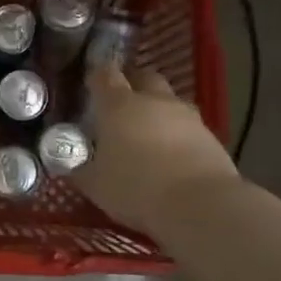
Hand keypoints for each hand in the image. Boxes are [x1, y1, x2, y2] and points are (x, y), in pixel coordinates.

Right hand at [72, 63, 238, 236]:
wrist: (200, 206)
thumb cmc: (136, 188)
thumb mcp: (95, 185)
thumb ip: (80, 169)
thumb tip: (69, 165)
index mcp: (118, 105)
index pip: (104, 75)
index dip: (96, 76)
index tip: (90, 84)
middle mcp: (154, 101)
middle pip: (143, 77)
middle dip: (132, 85)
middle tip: (120, 104)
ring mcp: (186, 116)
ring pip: (169, 101)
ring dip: (157, 110)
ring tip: (147, 134)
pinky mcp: (211, 136)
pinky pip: (188, 126)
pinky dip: (177, 134)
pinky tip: (171, 155)